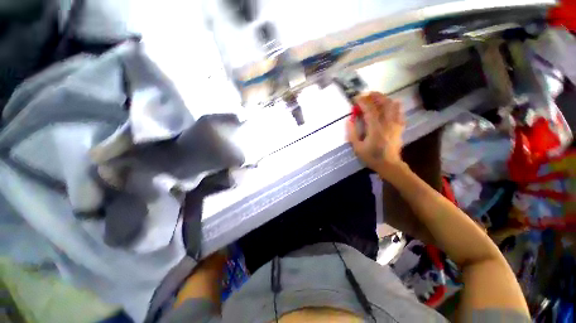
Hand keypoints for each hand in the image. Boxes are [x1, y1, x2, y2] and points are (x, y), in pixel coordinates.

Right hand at [346, 92, 404, 178]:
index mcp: (375, 128)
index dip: (363, 101)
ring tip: (376, 98)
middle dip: (375, 96)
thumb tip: (349, 120)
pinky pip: (399, 112)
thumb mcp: (357, 147)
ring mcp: (395, 124)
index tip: (356, 98)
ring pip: (393, 105)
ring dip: (384, 99)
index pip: (370, 109)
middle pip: (384, 103)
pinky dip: (394, 106)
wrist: (389, 165)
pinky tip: (389, 107)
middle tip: (367, 94)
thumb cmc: (371, 157)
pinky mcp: (399, 127)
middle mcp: (387, 123)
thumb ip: (352, 133)